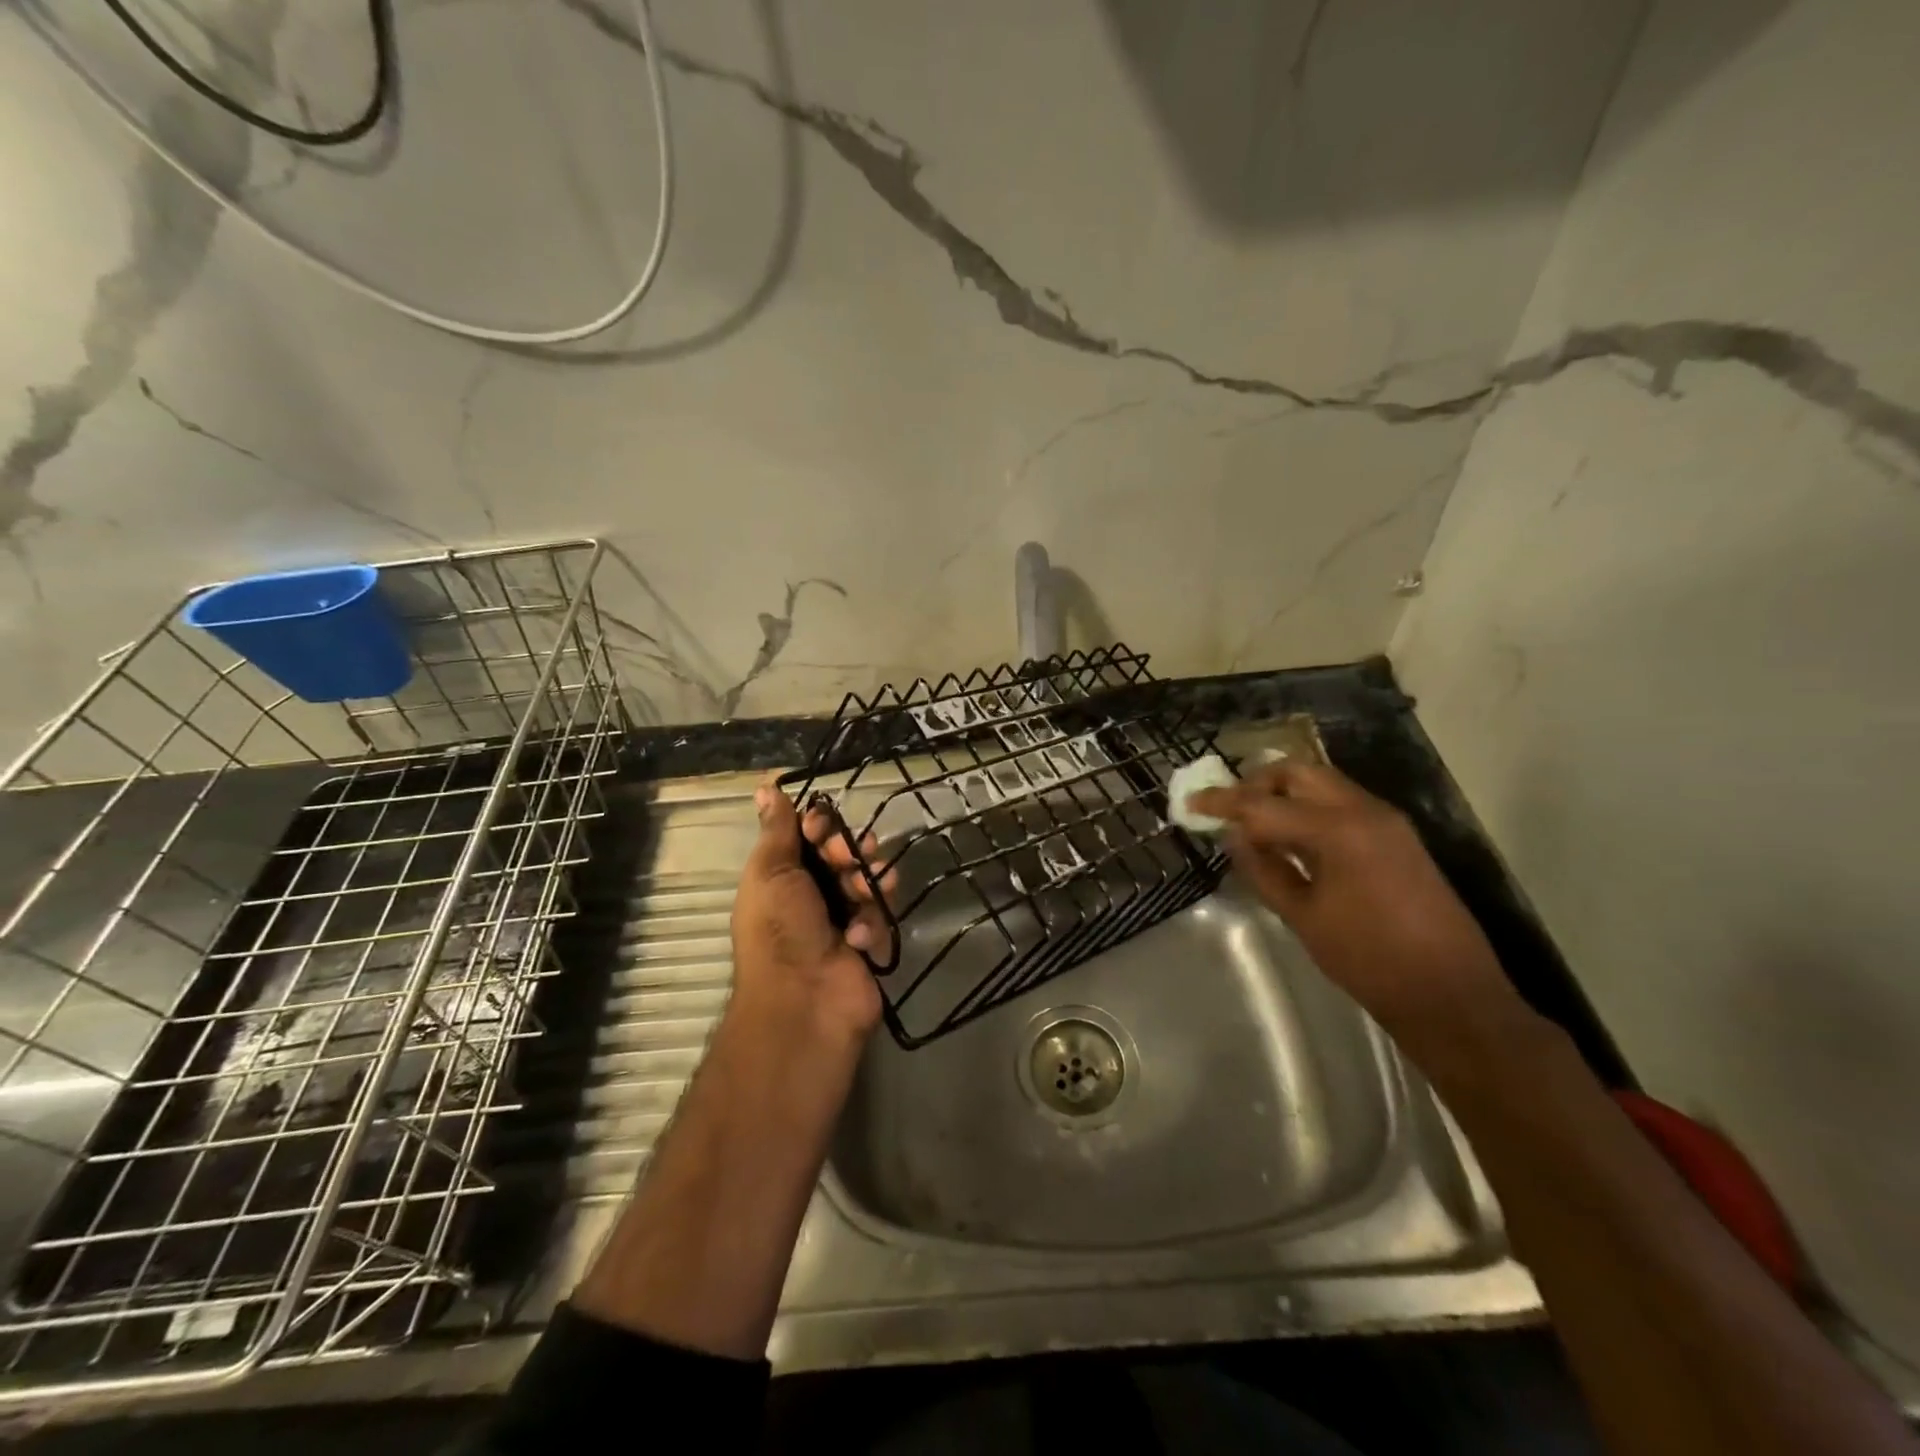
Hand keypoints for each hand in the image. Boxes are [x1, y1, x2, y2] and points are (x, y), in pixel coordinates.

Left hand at [729, 777, 887, 1048]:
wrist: (805, 1001)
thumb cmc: (779, 930)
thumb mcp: (771, 872)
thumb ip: (778, 830)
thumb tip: (764, 786)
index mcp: (784, 875)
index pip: (812, 835)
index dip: (822, 827)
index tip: (822, 831)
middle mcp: (814, 894)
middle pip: (846, 854)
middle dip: (852, 852)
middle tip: (849, 862)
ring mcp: (844, 919)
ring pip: (870, 881)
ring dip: (869, 883)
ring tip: (862, 897)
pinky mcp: (870, 942)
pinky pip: (882, 916)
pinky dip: (872, 925)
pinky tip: (858, 940)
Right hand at [1189, 760, 1521, 1040]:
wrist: (1451, 994)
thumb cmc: (1369, 960)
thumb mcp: (1303, 917)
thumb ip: (1264, 870)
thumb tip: (1235, 837)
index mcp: (1339, 830)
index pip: (1265, 804)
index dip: (1223, 802)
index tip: (1192, 802)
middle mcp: (1365, 811)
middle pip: (1299, 773)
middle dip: (1258, 783)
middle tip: (1229, 809)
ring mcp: (1386, 821)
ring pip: (1322, 784)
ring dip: (1283, 794)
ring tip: (1253, 824)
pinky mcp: (1397, 838)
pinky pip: (1341, 805)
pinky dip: (1308, 810)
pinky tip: (1291, 839)